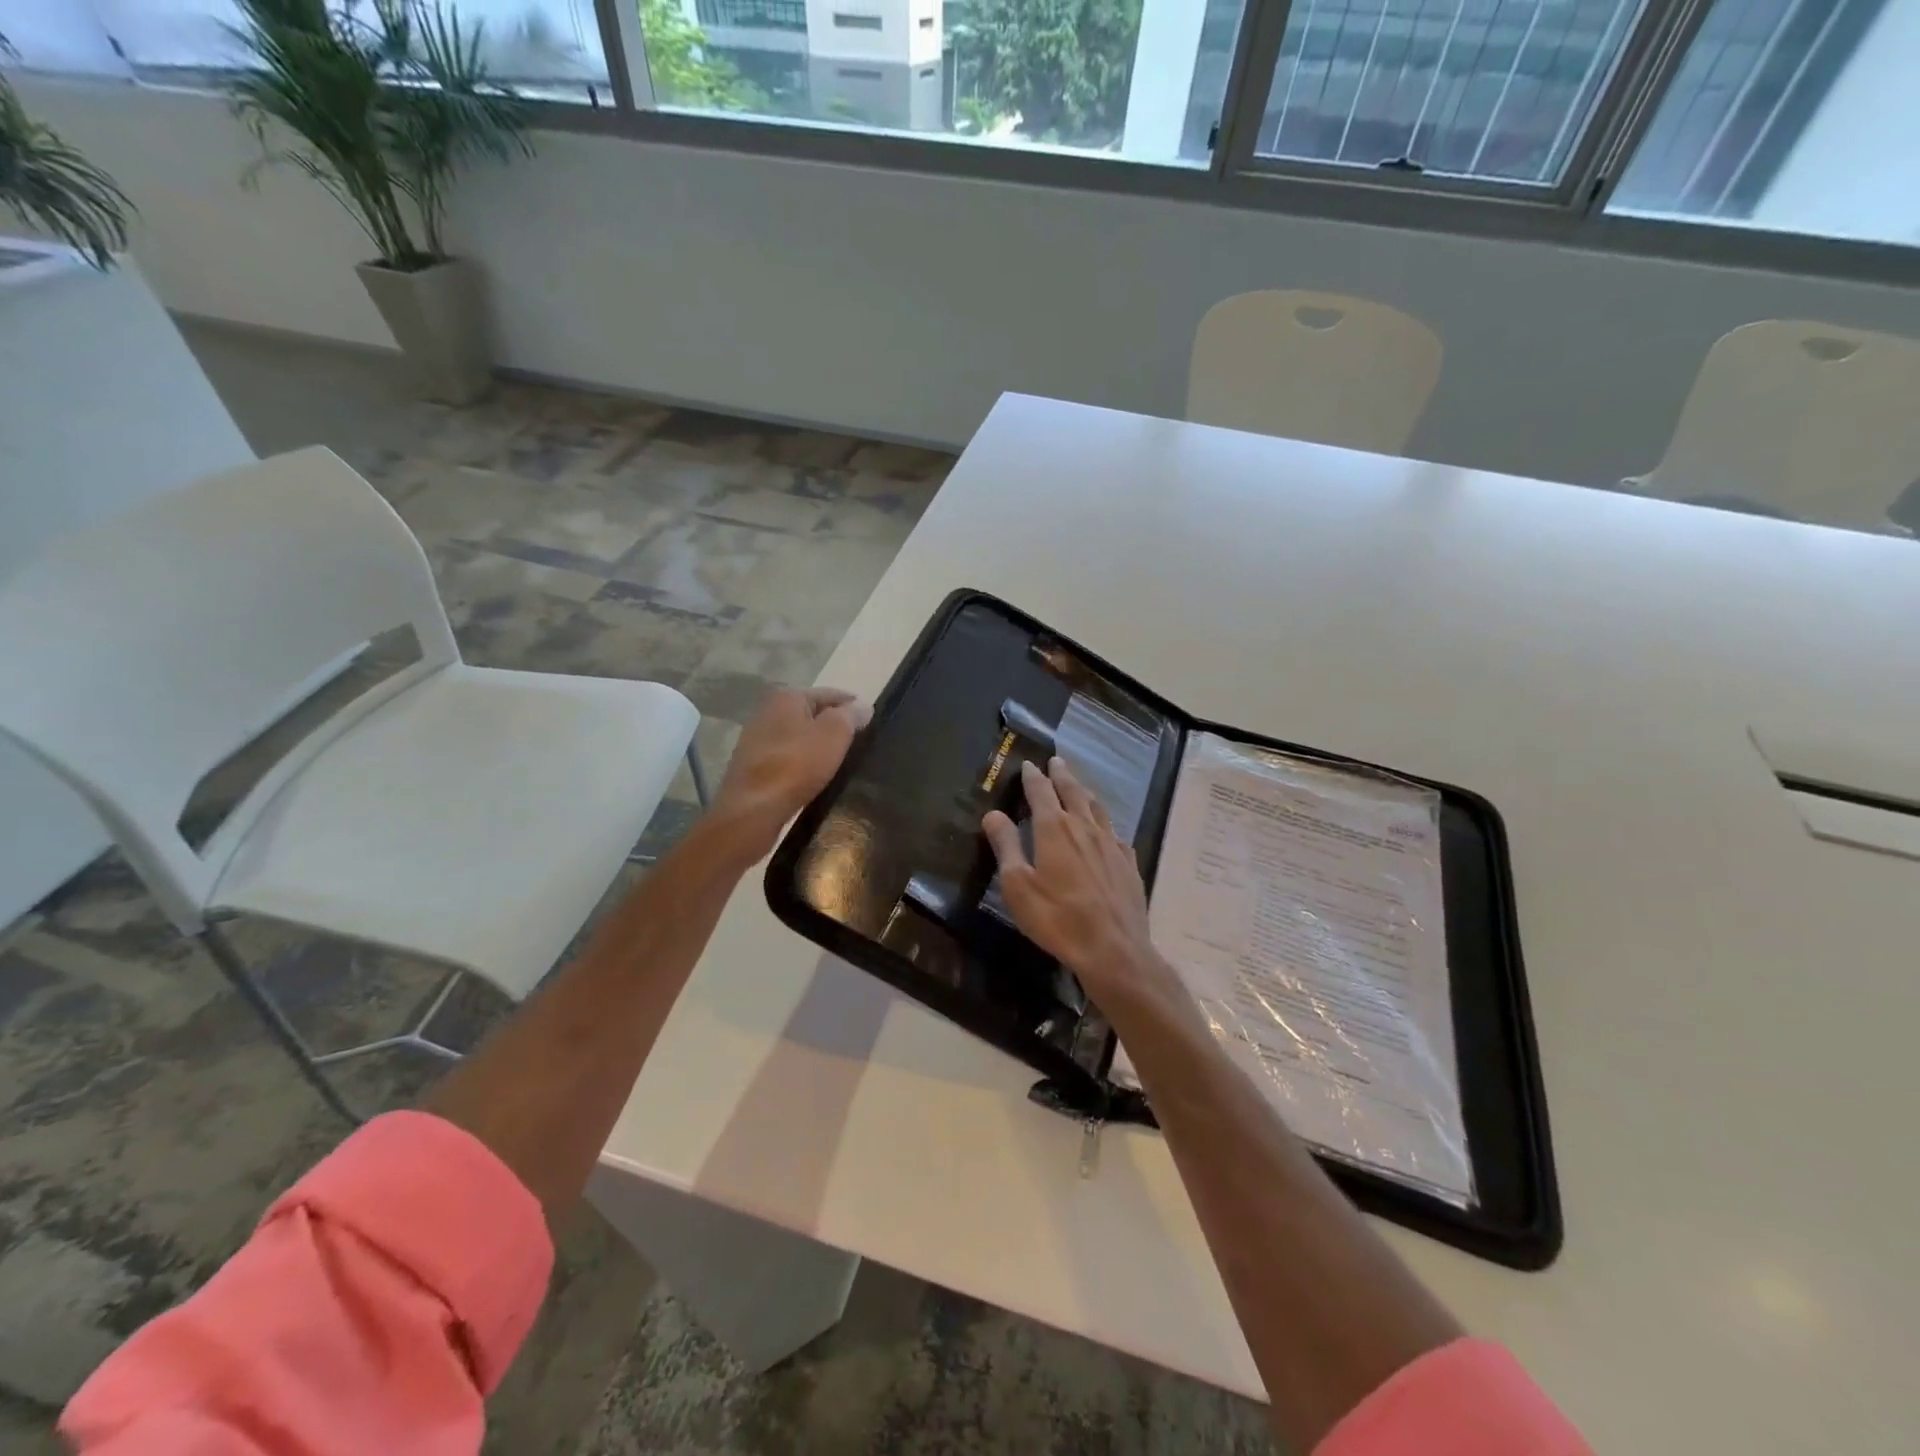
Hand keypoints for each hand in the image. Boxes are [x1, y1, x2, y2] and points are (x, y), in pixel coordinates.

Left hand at [706, 687, 871, 861]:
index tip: (871, 721)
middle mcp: (767, 711)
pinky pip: (787, 756)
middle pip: (811, 713)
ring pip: (798, 735)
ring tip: (839, 761)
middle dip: (833, 725)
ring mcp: (756, 738)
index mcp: (786, 696)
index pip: (830, 694)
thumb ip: (850, 716)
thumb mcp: (834, 734)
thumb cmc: (796, 765)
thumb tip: (863, 706)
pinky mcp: (752, 765)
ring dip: (817, 745)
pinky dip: (802, 761)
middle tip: (859, 742)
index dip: (852, 706)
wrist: (752, 809)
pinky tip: (813, 775)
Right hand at [982, 757, 1169, 1010]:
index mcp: (1055, 829)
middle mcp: (1085, 828)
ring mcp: (1111, 845)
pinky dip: (1105, 823)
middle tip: (1056, 761)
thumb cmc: (1057, 918)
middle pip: (1073, 793)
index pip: (1042, 793)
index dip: (1033, 778)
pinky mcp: (1128, 864)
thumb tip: (993, 814)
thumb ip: (1006, 846)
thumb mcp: (1018, 885)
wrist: (1113, 949)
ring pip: (1097, 808)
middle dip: (1062, 775)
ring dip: (1085, 792)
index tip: (1029, 764)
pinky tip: (1107, 830)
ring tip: (1079, 785)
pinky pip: (1116, 833)